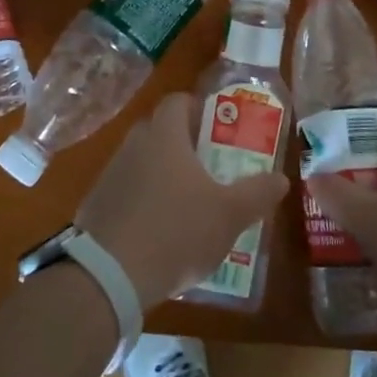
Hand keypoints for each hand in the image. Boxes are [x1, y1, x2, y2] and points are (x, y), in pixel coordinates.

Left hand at [76, 92, 288, 306]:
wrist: (109, 276)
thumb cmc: (176, 232)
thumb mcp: (229, 216)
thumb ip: (257, 193)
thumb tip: (281, 178)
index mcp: (164, 136)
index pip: (177, 101)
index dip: (197, 108)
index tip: (217, 128)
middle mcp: (133, 145)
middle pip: (158, 129)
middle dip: (182, 143)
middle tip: (208, 165)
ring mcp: (110, 174)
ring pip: (141, 161)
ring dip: (160, 173)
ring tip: (185, 203)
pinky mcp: (95, 204)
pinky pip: (124, 191)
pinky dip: (140, 201)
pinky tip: (156, 231)